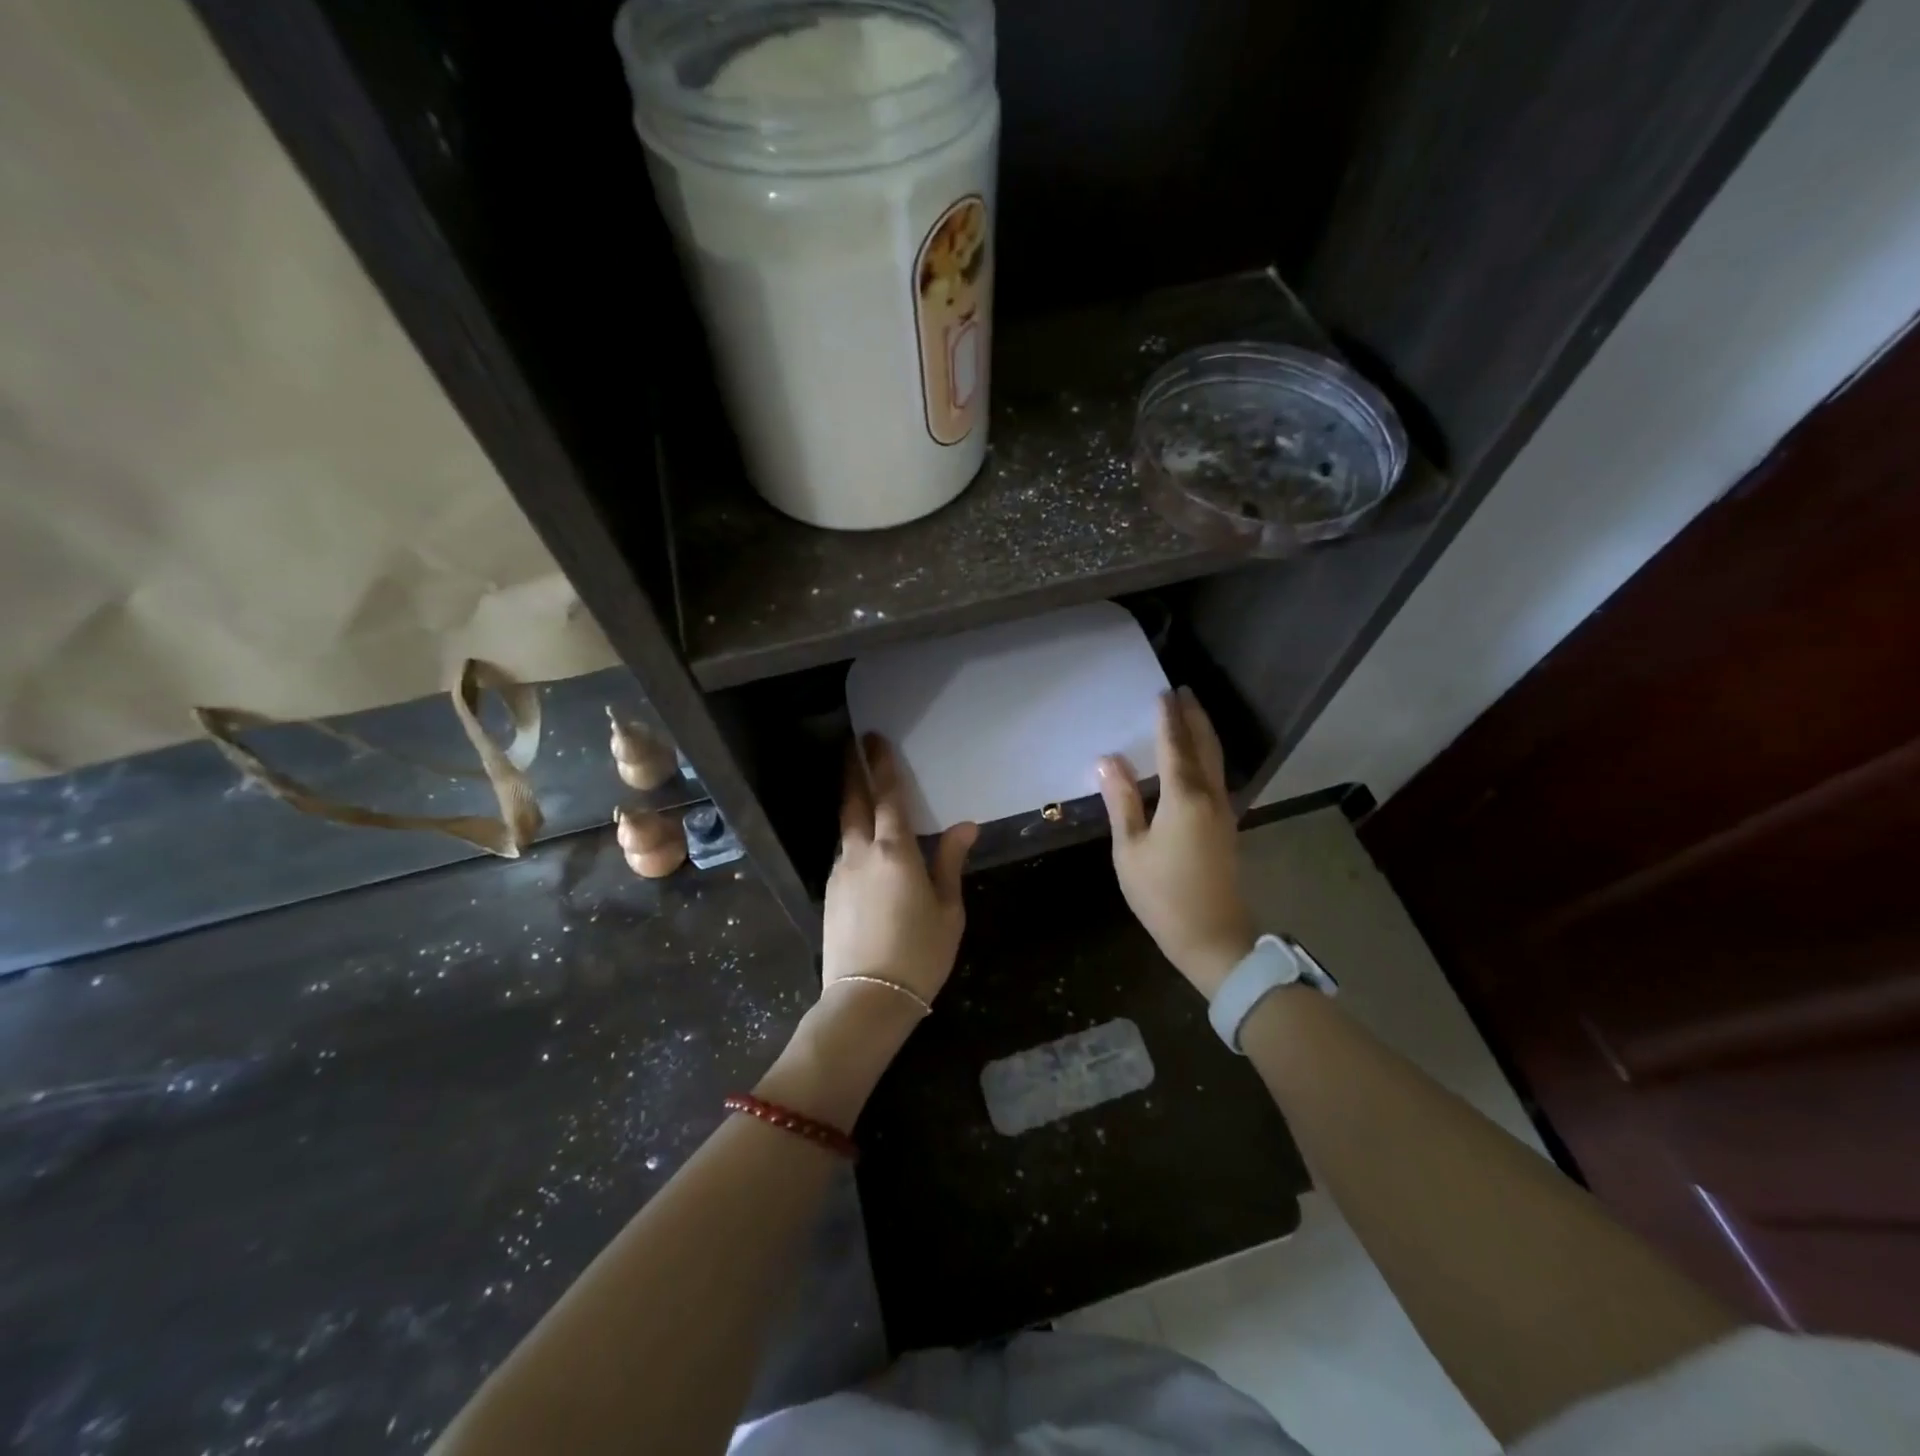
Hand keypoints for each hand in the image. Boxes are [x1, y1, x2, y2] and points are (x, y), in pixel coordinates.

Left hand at [822, 734, 977, 1003]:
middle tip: (852, 748)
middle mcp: (860, 853)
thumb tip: (965, 826)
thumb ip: (951, 862)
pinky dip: (853, 841)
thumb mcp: (948, 909)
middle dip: (853, 772)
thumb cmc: (919, 953)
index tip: (873, 739)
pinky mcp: (830, 895)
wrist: (867, 1000)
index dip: (881, 765)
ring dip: (852, 807)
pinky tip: (865, 851)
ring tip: (862, 795)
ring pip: (845, 830)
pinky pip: (844, 856)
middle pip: (853, 802)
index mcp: (895, 852)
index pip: (888, 796)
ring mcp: (840, 874)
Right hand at [1097, 688, 1254, 997]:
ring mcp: (1223, 812)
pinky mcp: (1226, 827)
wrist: (1214, 938)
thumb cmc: (1163, 894)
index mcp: (1184, 797)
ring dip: (1203, 733)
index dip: (1167, 719)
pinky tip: (1197, 760)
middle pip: (1204, 746)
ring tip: (1191, 714)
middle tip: (1184, 691)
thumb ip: (1121, 801)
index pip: (1174, 746)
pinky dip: (1207, 756)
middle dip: (1194, 717)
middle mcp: (1210, 796)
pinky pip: (1217, 777)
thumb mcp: (1130, 849)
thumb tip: (1108, 760)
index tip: (1162, 692)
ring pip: (1215, 761)